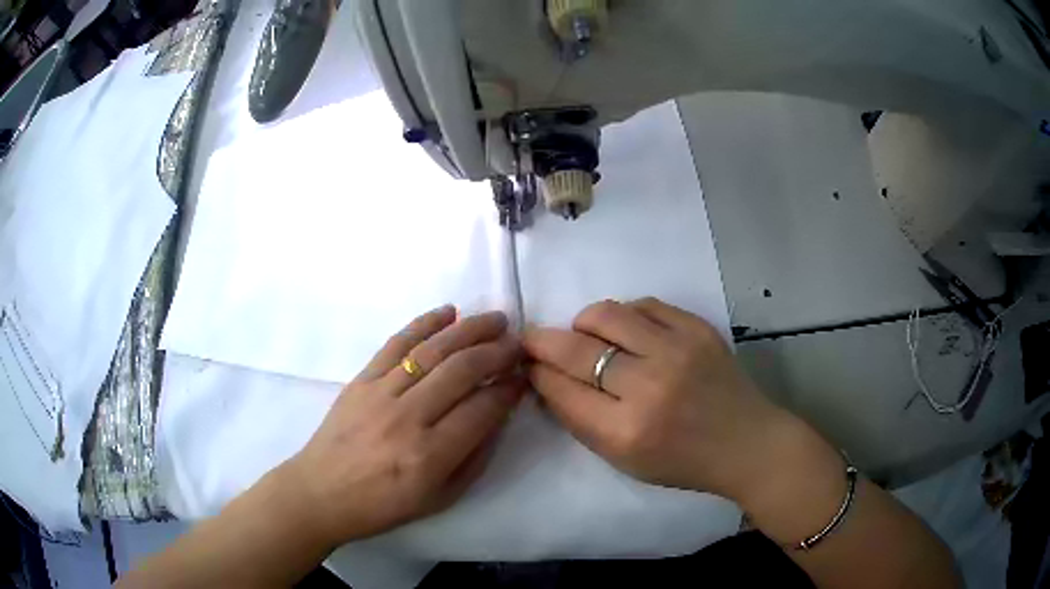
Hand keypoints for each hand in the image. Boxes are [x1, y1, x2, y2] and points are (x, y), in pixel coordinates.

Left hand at [286, 306, 524, 547]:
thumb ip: (475, 457)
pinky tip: (448, 312)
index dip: (509, 388)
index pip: (483, 408)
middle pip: (462, 370)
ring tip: (496, 319)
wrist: (321, 492)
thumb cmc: (383, 505)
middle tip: (518, 343)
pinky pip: (396, 343)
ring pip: (433, 350)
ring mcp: (381, 393)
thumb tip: (497, 414)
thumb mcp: (440, 497)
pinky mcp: (361, 379)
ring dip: (470, 330)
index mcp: (430, 455)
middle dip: (498, 352)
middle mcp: (407, 418)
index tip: (525, 376)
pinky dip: (424, 323)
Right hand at [524, 298, 797, 500]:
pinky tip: (627, 331)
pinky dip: (625, 315)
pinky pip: (644, 304)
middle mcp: (649, 386)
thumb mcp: (623, 460)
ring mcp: (677, 351)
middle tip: (535, 340)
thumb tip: (548, 378)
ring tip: (586, 335)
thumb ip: (581, 419)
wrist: (746, 443)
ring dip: (583, 323)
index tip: (528, 363)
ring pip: (607, 314)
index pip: (561, 389)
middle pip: (576, 348)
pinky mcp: (698, 329)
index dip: (537, 372)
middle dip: (543, 341)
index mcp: (625, 431)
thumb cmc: (681, 461)